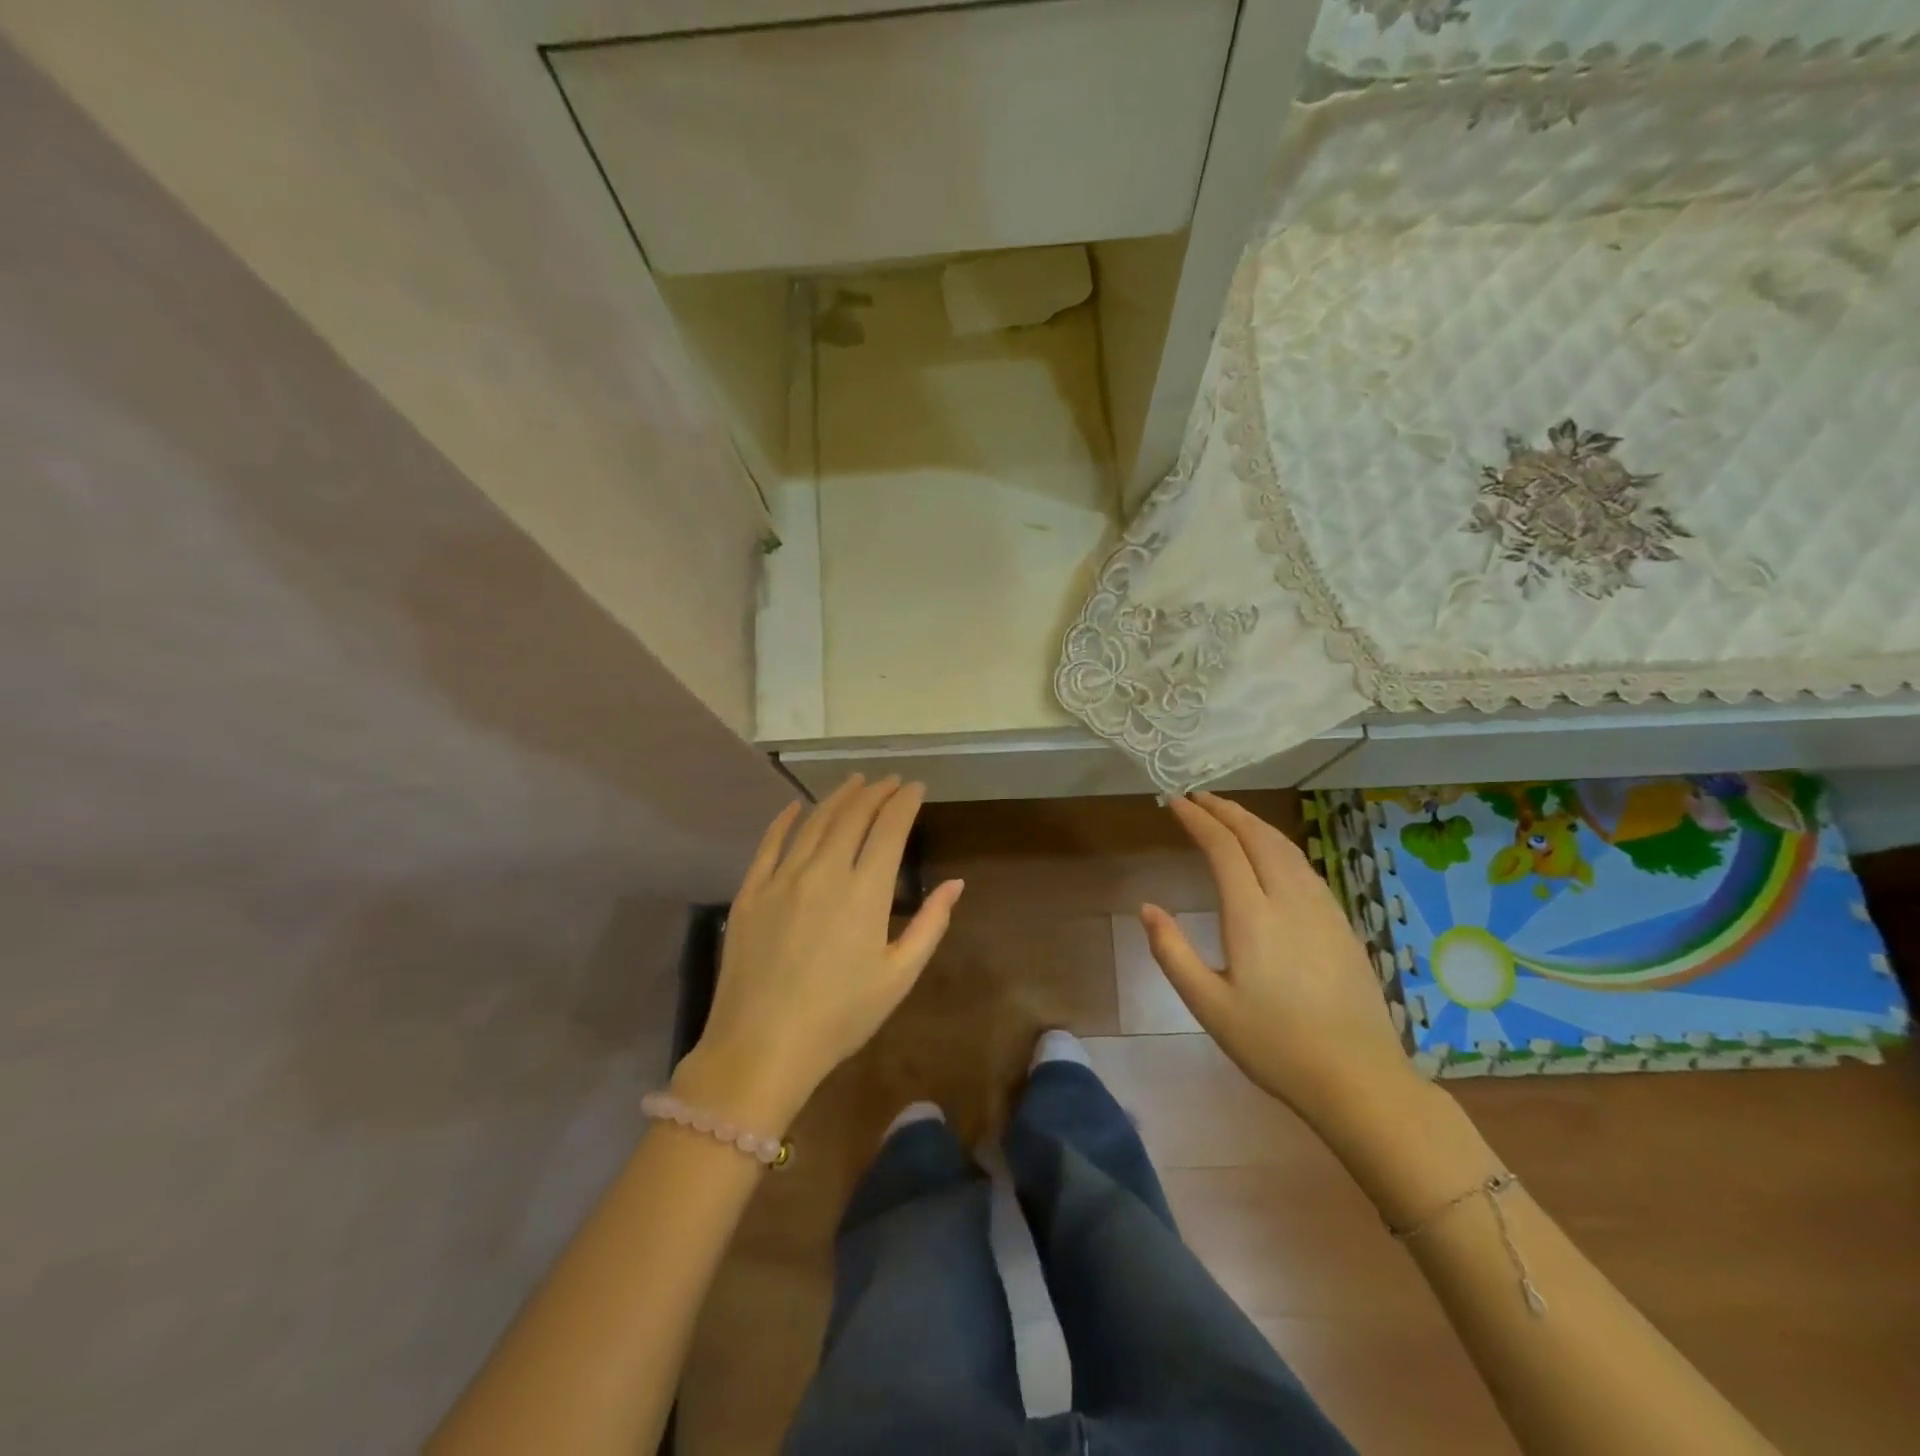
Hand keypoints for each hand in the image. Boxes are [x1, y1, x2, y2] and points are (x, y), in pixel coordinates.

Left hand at [681, 776, 962, 1129]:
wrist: (761, 1047)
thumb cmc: (840, 1017)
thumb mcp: (899, 977)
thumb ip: (930, 924)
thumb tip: (955, 883)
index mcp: (865, 892)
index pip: (890, 829)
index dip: (904, 802)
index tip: (915, 787)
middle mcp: (824, 872)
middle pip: (853, 816)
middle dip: (875, 792)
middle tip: (889, 781)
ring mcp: (782, 878)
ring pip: (814, 822)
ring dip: (838, 797)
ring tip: (855, 782)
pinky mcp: (750, 891)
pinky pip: (770, 843)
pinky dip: (785, 820)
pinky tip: (796, 806)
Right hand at [1143, 792, 1418, 1132]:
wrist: (1358, 1079)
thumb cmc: (1274, 1045)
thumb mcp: (1208, 1006)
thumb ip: (1173, 952)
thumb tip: (1147, 908)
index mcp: (1252, 915)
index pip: (1223, 848)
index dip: (1198, 820)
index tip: (1175, 802)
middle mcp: (1289, 899)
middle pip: (1257, 836)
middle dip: (1225, 811)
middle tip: (1198, 797)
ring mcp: (1321, 909)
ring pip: (1285, 847)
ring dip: (1254, 823)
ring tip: (1229, 815)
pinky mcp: (1341, 923)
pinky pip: (1305, 866)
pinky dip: (1279, 844)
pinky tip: (1273, 853)